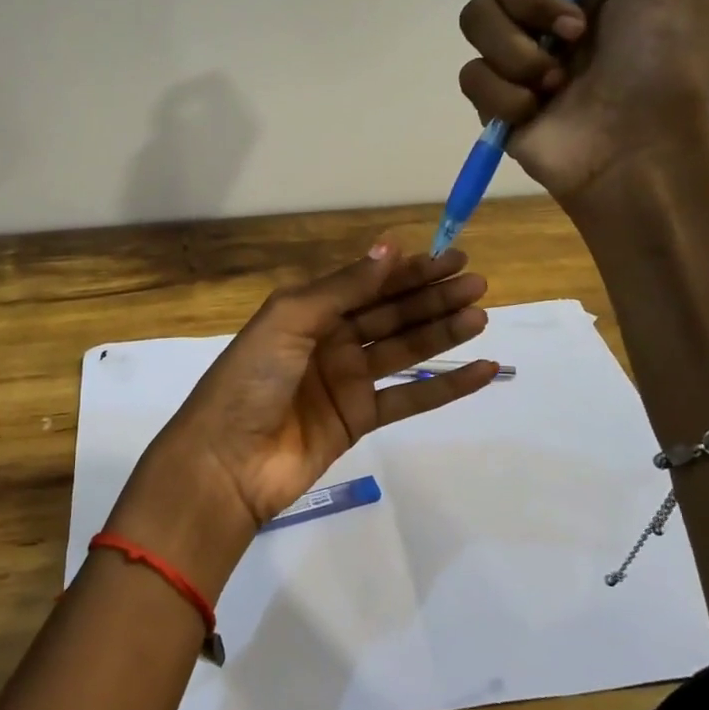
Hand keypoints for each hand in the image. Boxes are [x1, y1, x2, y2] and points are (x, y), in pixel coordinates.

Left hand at [106, 241, 498, 592]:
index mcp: (309, 310)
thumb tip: (389, 248)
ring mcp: (346, 381)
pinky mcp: (359, 419)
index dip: (409, 271)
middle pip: (391, 313)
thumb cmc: (251, 378)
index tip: (451, 258)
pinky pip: (409, 397)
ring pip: (404, 350)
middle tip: (478, 283)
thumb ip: (342, 287)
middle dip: (433, 297)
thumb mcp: (289, 319)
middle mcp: (330, 340)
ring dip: (442, 333)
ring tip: (481, 316)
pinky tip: (481, 371)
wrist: (227, 461)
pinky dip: (445, 385)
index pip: (368, 283)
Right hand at [457, 0, 708, 202]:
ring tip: (557, 79)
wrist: (638, 147)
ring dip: (519, 49)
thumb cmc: (667, 62)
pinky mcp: (493, 96)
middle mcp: (544, 5)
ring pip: (474, 19)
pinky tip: (536, 108)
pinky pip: (471, 74)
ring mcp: (515, 52)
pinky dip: (505, 91)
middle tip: (575, 29)